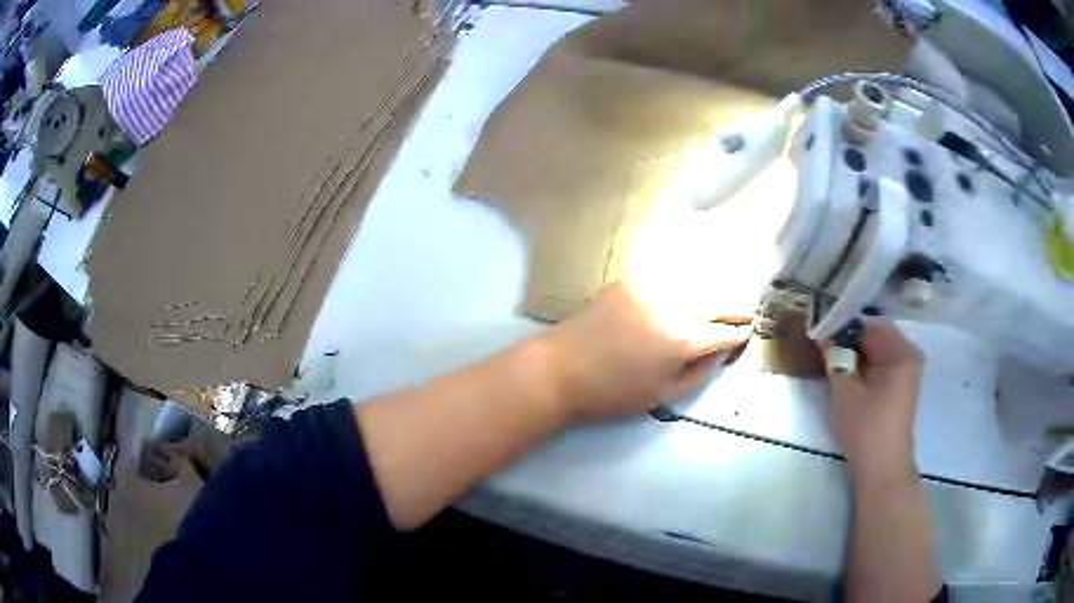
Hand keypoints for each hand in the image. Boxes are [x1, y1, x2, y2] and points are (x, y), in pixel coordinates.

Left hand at [542, 283, 751, 423]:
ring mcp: (648, 289)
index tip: (749, 331)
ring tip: (723, 301)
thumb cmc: (611, 394)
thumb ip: (699, 373)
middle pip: (715, 301)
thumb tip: (720, 352)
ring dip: (712, 292)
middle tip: (747, 311)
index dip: (739, 333)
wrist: (560, 370)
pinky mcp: (628, 281)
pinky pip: (666, 279)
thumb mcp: (662, 395)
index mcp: (681, 339)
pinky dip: (683, 284)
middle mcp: (671, 306)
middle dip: (735, 308)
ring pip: (693, 284)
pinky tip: (690, 289)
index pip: (723, 332)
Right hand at [823, 319, 922, 482]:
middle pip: (875, 336)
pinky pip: (880, 364)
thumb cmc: (866, 427)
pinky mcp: (899, 387)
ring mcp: (906, 372)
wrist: (881, 468)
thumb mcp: (845, 390)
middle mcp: (908, 355)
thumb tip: (822, 333)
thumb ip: (834, 357)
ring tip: (830, 357)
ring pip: (876, 351)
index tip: (820, 329)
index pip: (870, 324)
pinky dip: (863, 365)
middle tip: (822, 343)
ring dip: (855, 352)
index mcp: (901, 351)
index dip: (844, 324)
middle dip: (849, 338)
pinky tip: (846, 373)